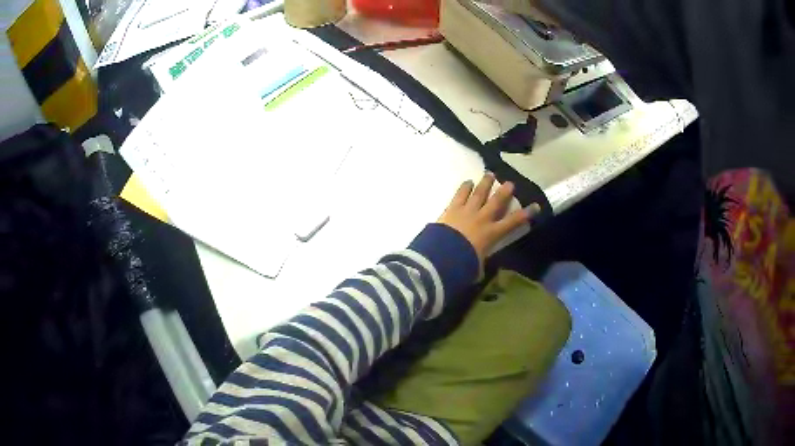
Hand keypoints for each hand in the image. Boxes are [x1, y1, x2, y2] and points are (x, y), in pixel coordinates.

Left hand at [437, 172, 540, 266]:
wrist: (443, 254)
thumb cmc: (463, 263)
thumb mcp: (476, 268)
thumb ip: (479, 265)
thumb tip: (478, 270)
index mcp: (492, 234)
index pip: (513, 222)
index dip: (526, 214)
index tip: (536, 206)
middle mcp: (482, 218)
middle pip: (496, 202)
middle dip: (504, 192)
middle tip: (510, 183)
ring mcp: (467, 211)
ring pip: (479, 193)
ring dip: (485, 183)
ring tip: (489, 174)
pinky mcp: (452, 208)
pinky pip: (460, 195)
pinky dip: (464, 187)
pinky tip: (467, 181)